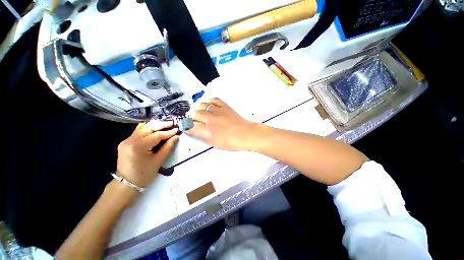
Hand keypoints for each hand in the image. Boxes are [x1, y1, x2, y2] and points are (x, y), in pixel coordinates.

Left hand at [116, 121, 178, 187]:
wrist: (126, 184)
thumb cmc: (144, 175)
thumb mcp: (158, 161)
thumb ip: (167, 147)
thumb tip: (176, 137)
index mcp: (138, 147)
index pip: (155, 135)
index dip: (167, 132)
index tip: (177, 130)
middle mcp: (129, 141)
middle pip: (147, 128)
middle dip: (161, 125)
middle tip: (172, 124)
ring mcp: (126, 141)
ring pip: (142, 128)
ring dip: (154, 126)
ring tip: (165, 125)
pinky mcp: (125, 142)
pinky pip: (138, 132)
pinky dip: (148, 129)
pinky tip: (155, 129)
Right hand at [186, 98, 256, 150]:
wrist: (245, 134)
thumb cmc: (231, 142)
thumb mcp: (214, 143)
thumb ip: (202, 136)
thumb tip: (193, 130)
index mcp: (207, 131)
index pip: (190, 126)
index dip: (187, 126)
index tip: (187, 127)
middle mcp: (210, 119)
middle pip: (194, 113)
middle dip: (191, 116)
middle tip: (194, 119)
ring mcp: (217, 111)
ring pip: (201, 105)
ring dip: (197, 108)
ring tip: (198, 110)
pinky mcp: (224, 106)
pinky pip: (212, 99)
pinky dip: (207, 100)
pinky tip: (206, 103)